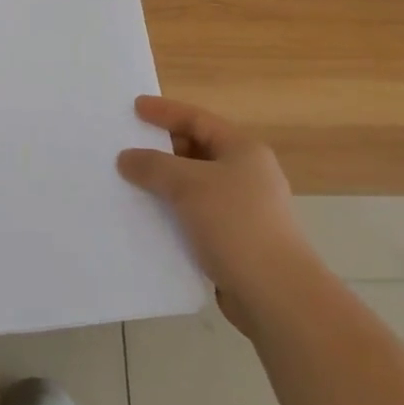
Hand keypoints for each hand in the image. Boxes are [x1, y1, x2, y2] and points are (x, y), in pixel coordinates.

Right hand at [118, 96, 312, 327]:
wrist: (277, 296)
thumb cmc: (236, 224)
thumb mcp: (189, 184)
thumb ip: (153, 165)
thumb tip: (126, 158)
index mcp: (243, 150)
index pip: (198, 119)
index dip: (165, 111)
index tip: (135, 108)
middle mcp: (246, 175)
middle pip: (197, 150)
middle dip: (162, 149)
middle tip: (128, 147)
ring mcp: (243, 210)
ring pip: (195, 186)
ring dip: (165, 185)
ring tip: (131, 184)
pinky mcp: (236, 242)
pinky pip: (196, 217)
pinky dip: (174, 214)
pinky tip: (149, 221)